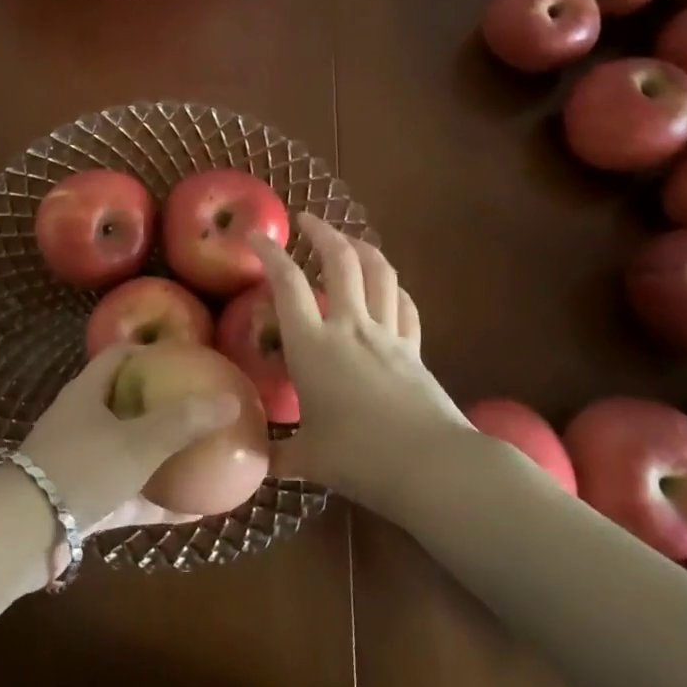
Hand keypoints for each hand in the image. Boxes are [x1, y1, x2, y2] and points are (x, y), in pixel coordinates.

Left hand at [18, 347, 241, 538]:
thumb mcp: (137, 443)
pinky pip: (127, 495)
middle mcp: (81, 421)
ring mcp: (79, 462)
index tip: (186, 359)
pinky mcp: (82, 502)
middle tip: (198, 408)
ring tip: (200, 456)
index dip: (151, 352)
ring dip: (160, 455)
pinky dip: (155, 500)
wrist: (22, 533)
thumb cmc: (81, 469)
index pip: (120, 356)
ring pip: (127, 451)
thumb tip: (231, 400)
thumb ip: (183, 422)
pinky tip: (191, 512)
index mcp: (88, 392)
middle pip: (125, 402)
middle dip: (161, 404)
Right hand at [251, 212, 468, 510]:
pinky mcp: (415, 350)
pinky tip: (388, 287)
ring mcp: (387, 335)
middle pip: (340, 261)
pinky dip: (393, 288)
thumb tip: (256, 460)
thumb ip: (279, 454)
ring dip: (361, 248)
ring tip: (348, 240)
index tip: (255, 236)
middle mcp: (350, 327)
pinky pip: (405, 306)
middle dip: (322, 232)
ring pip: (378, 273)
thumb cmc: (359, 458)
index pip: (287, 284)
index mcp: (313, 345)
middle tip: (306, 220)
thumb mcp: (309, 460)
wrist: (431, 466)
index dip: (269, 254)